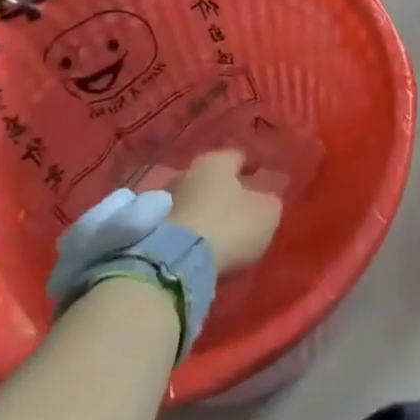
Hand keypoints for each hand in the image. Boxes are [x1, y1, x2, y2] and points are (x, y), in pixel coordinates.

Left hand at [169, 150, 283, 275]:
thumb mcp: (266, 214)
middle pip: (212, 178)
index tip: (261, 179)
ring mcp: (164, 199)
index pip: (239, 156)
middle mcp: (187, 171)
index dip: (252, 168)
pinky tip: (200, 245)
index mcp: (216, 161)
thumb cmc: (228, 226)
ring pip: (193, 200)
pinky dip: (190, 231)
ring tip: (219, 231)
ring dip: (204, 211)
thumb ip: (270, 201)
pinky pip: (179, 223)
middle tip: (241, 207)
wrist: (173, 263)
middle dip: (225, 190)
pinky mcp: (149, 228)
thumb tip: (265, 199)